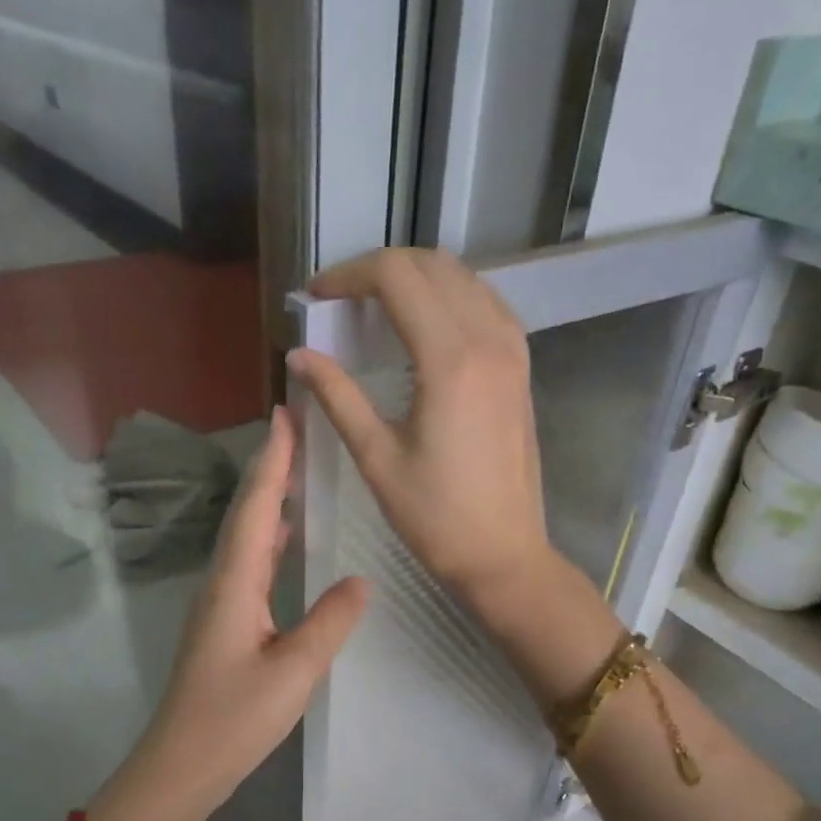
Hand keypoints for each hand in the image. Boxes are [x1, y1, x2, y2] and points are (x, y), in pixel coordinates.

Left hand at [89, 407, 368, 820]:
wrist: (180, 767)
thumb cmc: (234, 720)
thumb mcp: (294, 672)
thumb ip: (330, 623)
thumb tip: (359, 580)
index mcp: (235, 585)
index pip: (256, 509)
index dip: (272, 461)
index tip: (286, 415)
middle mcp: (222, 584)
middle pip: (246, 514)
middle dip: (270, 470)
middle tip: (297, 431)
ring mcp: (219, 605)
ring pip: (245, 538)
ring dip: (268, 501)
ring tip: (297, 474)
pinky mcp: (224, 625)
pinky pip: (249, 564)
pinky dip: (268, 539)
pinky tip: (285, 542)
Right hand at [289, 248, 554, 608]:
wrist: (503, 554)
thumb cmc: (435, 517)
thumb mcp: (377, 457)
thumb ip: (337, 396)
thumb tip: (298, 354)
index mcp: (450, 360)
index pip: (396, 277)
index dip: (348, 275)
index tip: (316, 296)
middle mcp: (488, 340)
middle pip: (432, 266)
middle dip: (379, 269)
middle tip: (341, 300)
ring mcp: (513, 352)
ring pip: (464, 279)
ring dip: (417, 278)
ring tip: (377, 307)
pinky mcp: (521, 369)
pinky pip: (487, 305)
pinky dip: (451, 297)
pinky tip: (427, 324)